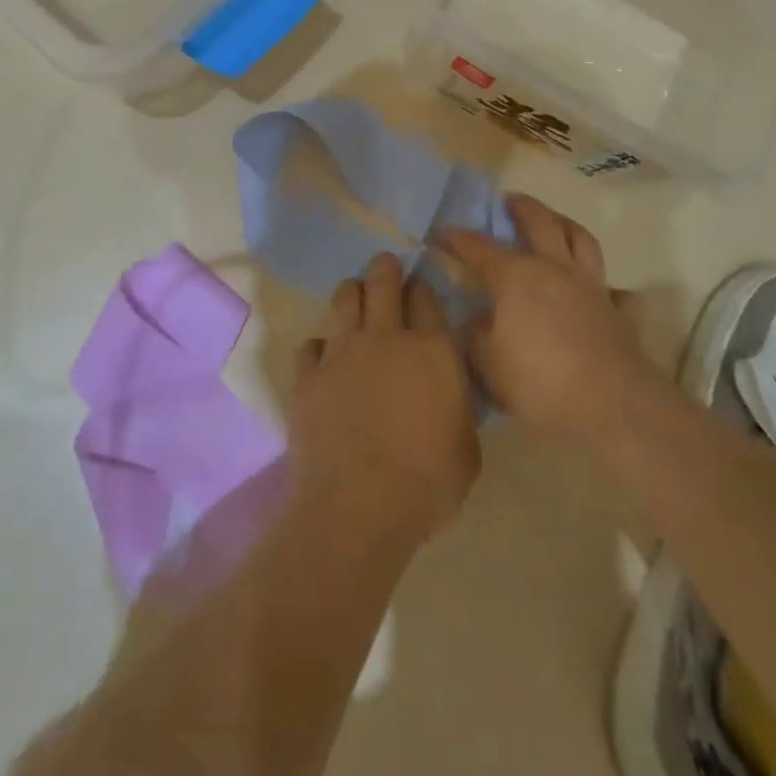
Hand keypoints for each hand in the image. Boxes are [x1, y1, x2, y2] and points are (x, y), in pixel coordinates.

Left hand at [288, 253, 480, 552]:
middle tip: (385, 267)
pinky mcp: (308, 375)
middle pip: (382, 281)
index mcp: (431, 350)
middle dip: (385, 268)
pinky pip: (310, 345)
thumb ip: (458, 407)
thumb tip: (449, 392)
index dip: (421, 287)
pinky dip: (318, 348)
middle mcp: (385, 337)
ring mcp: (341, 352)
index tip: (418, 288)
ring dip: (351, 293)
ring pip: (343, 298)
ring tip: (353, 298)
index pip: (425, 296)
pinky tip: (323, 360)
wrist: (357, 508)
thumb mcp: (467, 448)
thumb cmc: (426, 484)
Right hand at [442, 194, 659, 441]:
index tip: (442, 233)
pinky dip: (585, 261)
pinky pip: (597, 269)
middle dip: (520, 207)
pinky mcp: (610, 302)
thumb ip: (478, 336)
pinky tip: (579, 273)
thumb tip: (480, 318)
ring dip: (560, 220)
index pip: (479, 248)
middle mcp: (551, 267)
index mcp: (515, 277)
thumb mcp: (489, 365)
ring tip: (551, 219)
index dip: (458, 239)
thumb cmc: (539, 380)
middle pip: (537, 221)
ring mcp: (586, 281)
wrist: (609, 399)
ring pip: (576, 235)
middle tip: (508, 201)